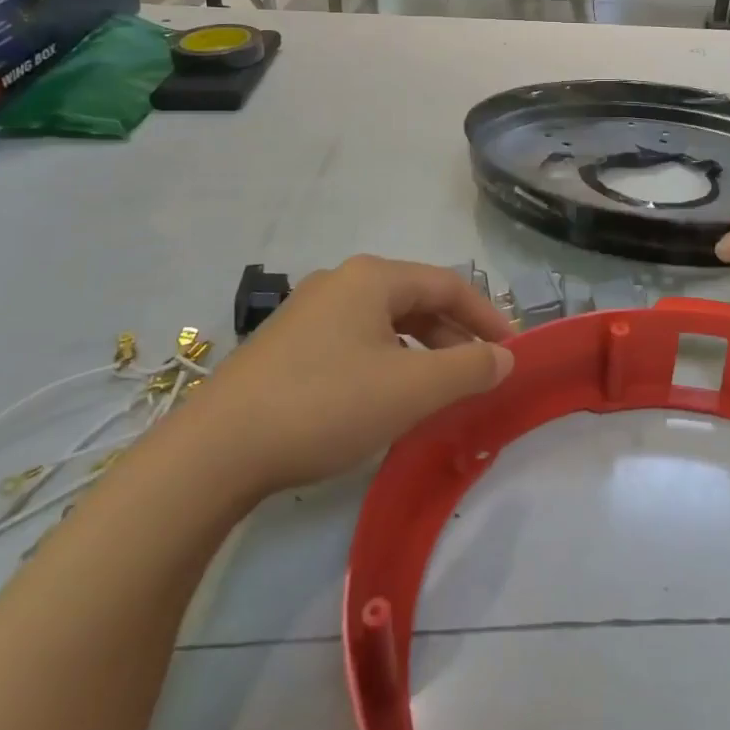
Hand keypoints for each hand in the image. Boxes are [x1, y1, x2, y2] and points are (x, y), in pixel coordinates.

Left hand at [177, 257, 515, 502]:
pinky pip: (355, 342)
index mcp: (372, 277)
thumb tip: (505, 357)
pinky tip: (386, 399)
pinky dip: (387, 363)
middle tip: (479, 376)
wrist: (216, 451)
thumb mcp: (411, 389)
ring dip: (421, 353)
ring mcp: (309, 313)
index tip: (513, 352)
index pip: (449, 284)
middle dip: (454, 337)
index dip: (488, 316)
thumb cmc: (326, 405)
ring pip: (385, 324)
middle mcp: (340, 282)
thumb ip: (468, 368)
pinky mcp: (287, 346)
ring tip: (438, 392)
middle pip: (416, 300)